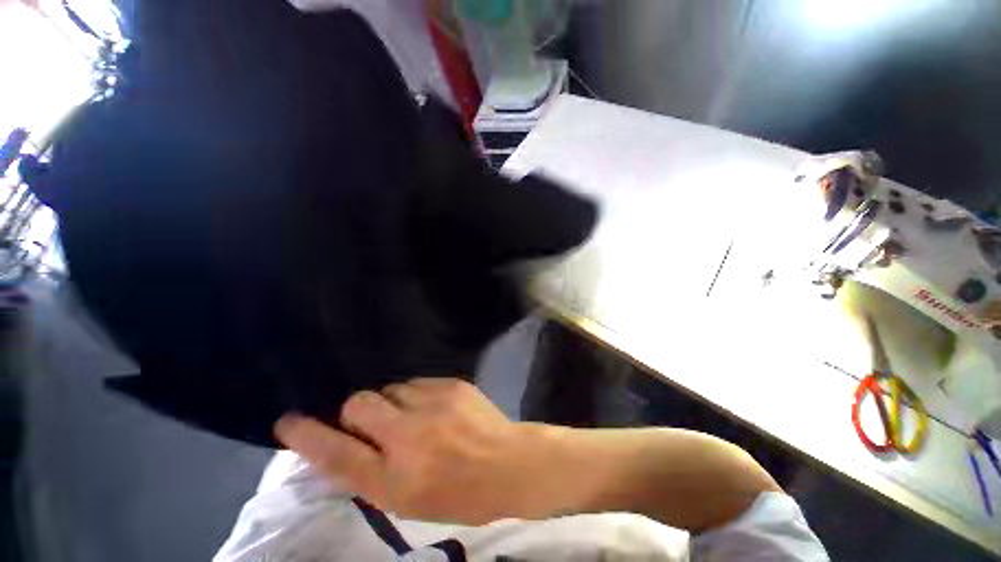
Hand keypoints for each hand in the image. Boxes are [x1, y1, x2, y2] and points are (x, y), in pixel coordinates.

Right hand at [275, 378, 547, 523]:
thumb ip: (373, 473)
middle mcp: (409, 436)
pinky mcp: (451, 384)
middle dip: (357, 411)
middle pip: (359, 404)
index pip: (337, 455)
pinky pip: (417, 382)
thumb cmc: (459, 494)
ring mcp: (433, 404)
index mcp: (394, 479)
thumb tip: (346, 444)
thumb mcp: (409, 501)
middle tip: (375, 423)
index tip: (288, 422)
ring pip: (390, 388)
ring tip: (413, 418)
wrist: (509, 463)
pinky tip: (434, 409)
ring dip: (392, 402)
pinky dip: (416, 395)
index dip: (307, 438)